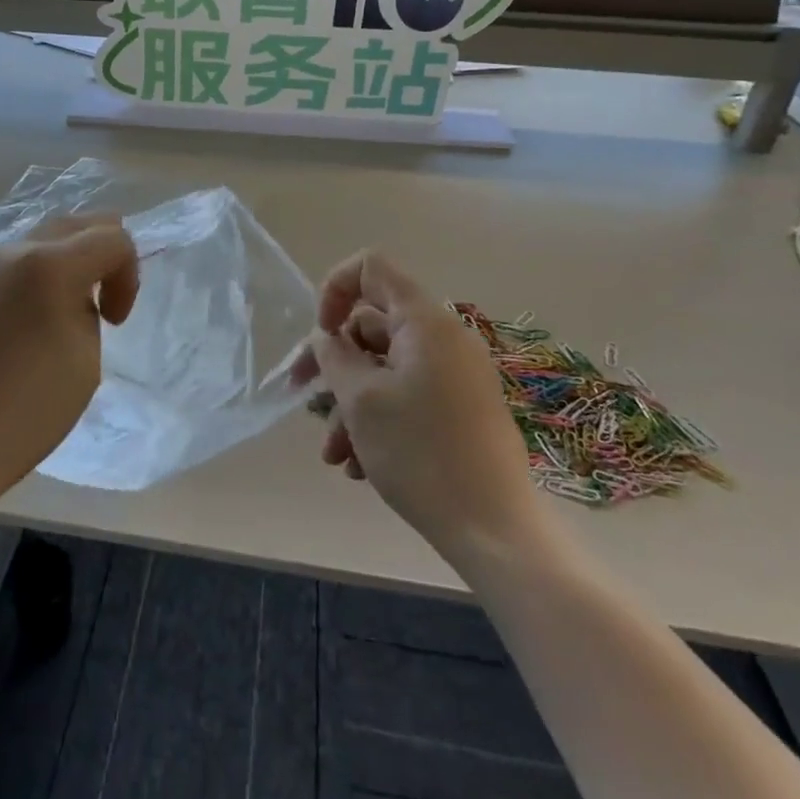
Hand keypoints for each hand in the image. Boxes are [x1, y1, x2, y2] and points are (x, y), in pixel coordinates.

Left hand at [0, 217, 138, 501]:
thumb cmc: (22, 411)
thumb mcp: (84, 363)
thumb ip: (88, 313)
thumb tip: (72, 300)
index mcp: (50, 265)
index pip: (113, 238)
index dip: (129, 275)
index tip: (117, 321)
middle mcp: (11, 251)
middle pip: (76, 224)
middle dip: (101, 256)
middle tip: (100, 306)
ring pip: (39, 240)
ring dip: (65, 265)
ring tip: (60, 317)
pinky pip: (9, 265)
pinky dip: (32, 279)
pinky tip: (22, 328)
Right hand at [293, 250, 552, 558]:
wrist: (495, 530)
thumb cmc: (421, 453)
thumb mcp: (361, 400)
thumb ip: (334, 356)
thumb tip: (328, 338)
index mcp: (425, 322)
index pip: (371, 268)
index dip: (335, 289)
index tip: (321, 335)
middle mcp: (444, 339)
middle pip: (372, 327)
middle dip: (334, 365)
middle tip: (304, 400)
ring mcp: (456, 376)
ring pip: (385, 370)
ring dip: (351, 405)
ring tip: (335, 456)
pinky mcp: (461, 410)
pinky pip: (407, 397)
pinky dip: (379, 421)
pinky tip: (360, 466)